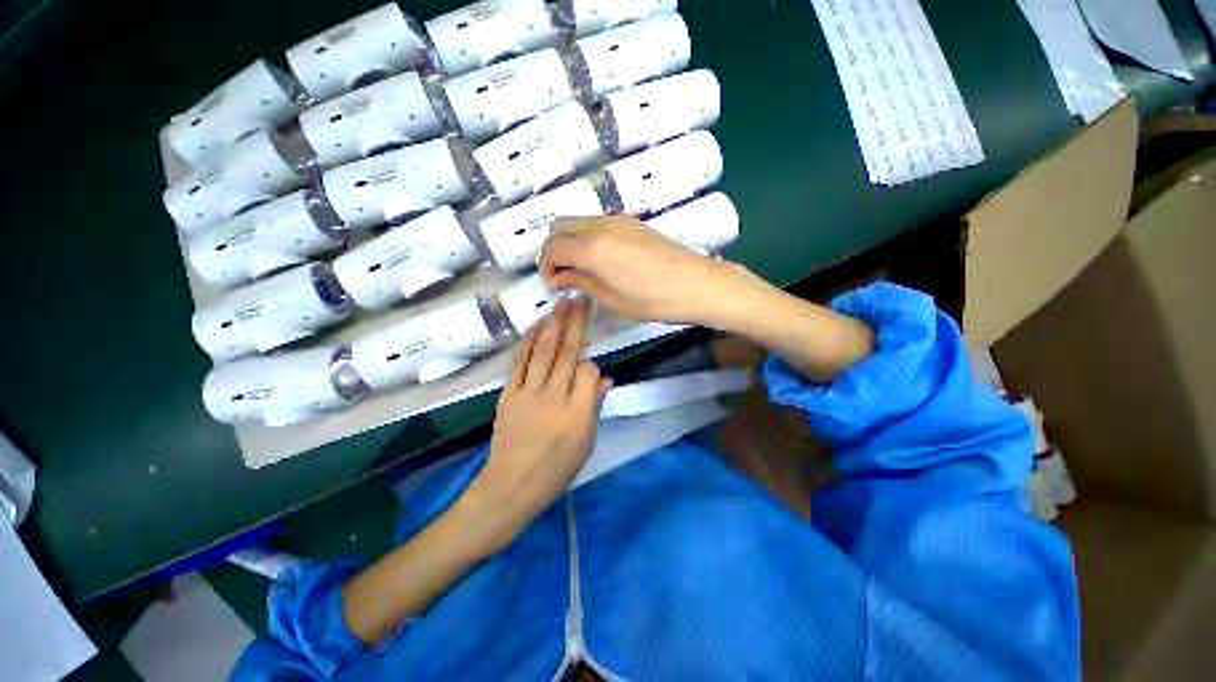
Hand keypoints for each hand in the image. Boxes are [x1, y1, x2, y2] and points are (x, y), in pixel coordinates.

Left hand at [460, 297, 611, 550]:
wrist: (511, 485)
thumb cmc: (556, 469)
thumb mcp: (586, 443)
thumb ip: (594, 405)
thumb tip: (604, 376)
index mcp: (577, 415)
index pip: (588, 372)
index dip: (591, 362)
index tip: (591, 362)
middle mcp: (553, 399)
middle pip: (567, 354)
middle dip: (576, 323)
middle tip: (581, 299)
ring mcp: (527, 394)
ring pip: (544, 351)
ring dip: (553, 324)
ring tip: (562, 302)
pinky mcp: (508, 394)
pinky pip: (520, 362)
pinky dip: (529, 341)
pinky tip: (537, 325)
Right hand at [539, 216, 764, 326]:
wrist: (698, 284)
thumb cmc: (654, 300)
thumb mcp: (613, 299)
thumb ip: (581, 282)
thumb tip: (558, 277)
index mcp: (593, 247)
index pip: (553, 247)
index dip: (546, 266)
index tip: (554, 284)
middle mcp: (601, 225)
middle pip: (560, 225)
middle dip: (554, 249)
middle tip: (564, 275)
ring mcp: (618, 220)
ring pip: (578, 221)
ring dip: (571, 242)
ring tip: (583, 270)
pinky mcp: (633, 222)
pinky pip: (597, 223)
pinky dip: (588, 238)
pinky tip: (603, 260)